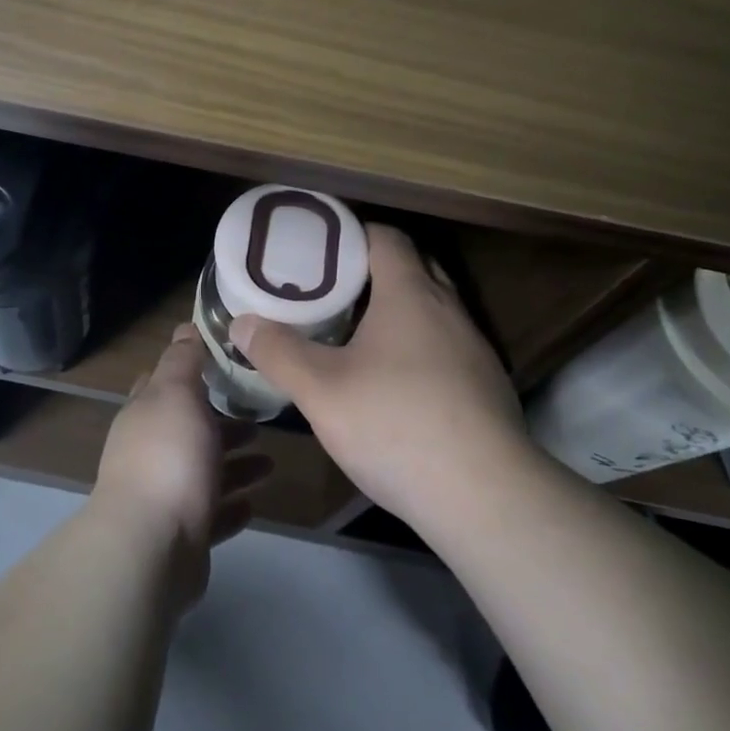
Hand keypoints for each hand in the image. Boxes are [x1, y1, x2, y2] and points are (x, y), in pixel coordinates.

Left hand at [92, 324, 272, 608]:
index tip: (227, 361)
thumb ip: (183, 362)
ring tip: (271, 462)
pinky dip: (231, 506)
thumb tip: (184, 328)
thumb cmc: (168, 457)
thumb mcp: (176, 394)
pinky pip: (212, 515)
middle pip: (190, 429)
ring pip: (205, 472)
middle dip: (223, 422)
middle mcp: (151, 452)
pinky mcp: (182, 534)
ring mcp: (165, 495)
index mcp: (146, 414)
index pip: (164, 382)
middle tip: (262, 415)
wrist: (152, 546)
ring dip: (235, 465)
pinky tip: (254, 502)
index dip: (191, 369)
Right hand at [232, 226, 527, 530]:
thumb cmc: (396, 425)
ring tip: (353, 332)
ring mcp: (473, 348)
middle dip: (371, 270)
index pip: (385, 237)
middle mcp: (449, 309)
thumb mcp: (321, 391)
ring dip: (396, 310)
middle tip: (328, 288)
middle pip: (412, 266)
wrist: (486, 496)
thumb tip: (243, 323)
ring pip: (431, 309)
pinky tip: (393, 382)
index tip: (317, 247)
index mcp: (411, 294)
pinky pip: (445, 345)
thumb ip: (279, 352)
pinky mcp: (486, 385)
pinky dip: (417, 345)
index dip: (350, 234)